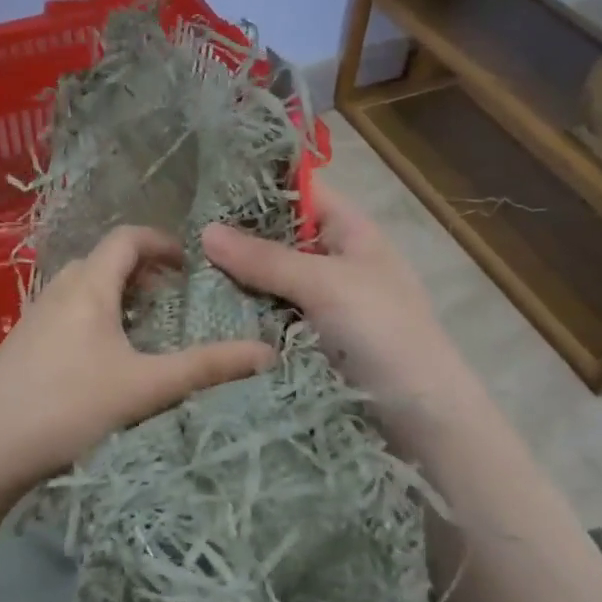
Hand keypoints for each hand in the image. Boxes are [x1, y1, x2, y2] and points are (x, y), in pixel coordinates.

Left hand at [0, 226, 274, 512]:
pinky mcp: (21, 346)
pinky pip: (66, 314)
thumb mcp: (144, 387)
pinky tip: (103, 361)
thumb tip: (268, 352)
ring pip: (82, 289)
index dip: (161, 242)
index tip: (189, 264)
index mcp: (89, 287)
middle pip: (103, 262)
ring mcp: (34, 318)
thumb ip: (206, 368)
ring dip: (115, 296)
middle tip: (172, 299)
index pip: (126, 238)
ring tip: (143, 329)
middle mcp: (58, 291)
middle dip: (141, 271)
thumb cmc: (66, 406)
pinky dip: (94, 318)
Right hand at [202, 183, 477, 437]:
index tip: (206, 184)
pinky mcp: (308, 338)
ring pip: (268, 278)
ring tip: (179, 269)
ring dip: (234, 277)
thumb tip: (205, 231)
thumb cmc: (383, 332)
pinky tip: (202, 308)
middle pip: (278, 236)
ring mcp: (320, 302)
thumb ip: (265, 258)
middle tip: (180, 233)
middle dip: (236, 235)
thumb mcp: (325, 284)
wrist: (421, 418)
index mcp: (350, 232)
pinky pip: (268, 314)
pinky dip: (242, 311)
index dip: (259, 184)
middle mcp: (333, 261)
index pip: (301, 191)